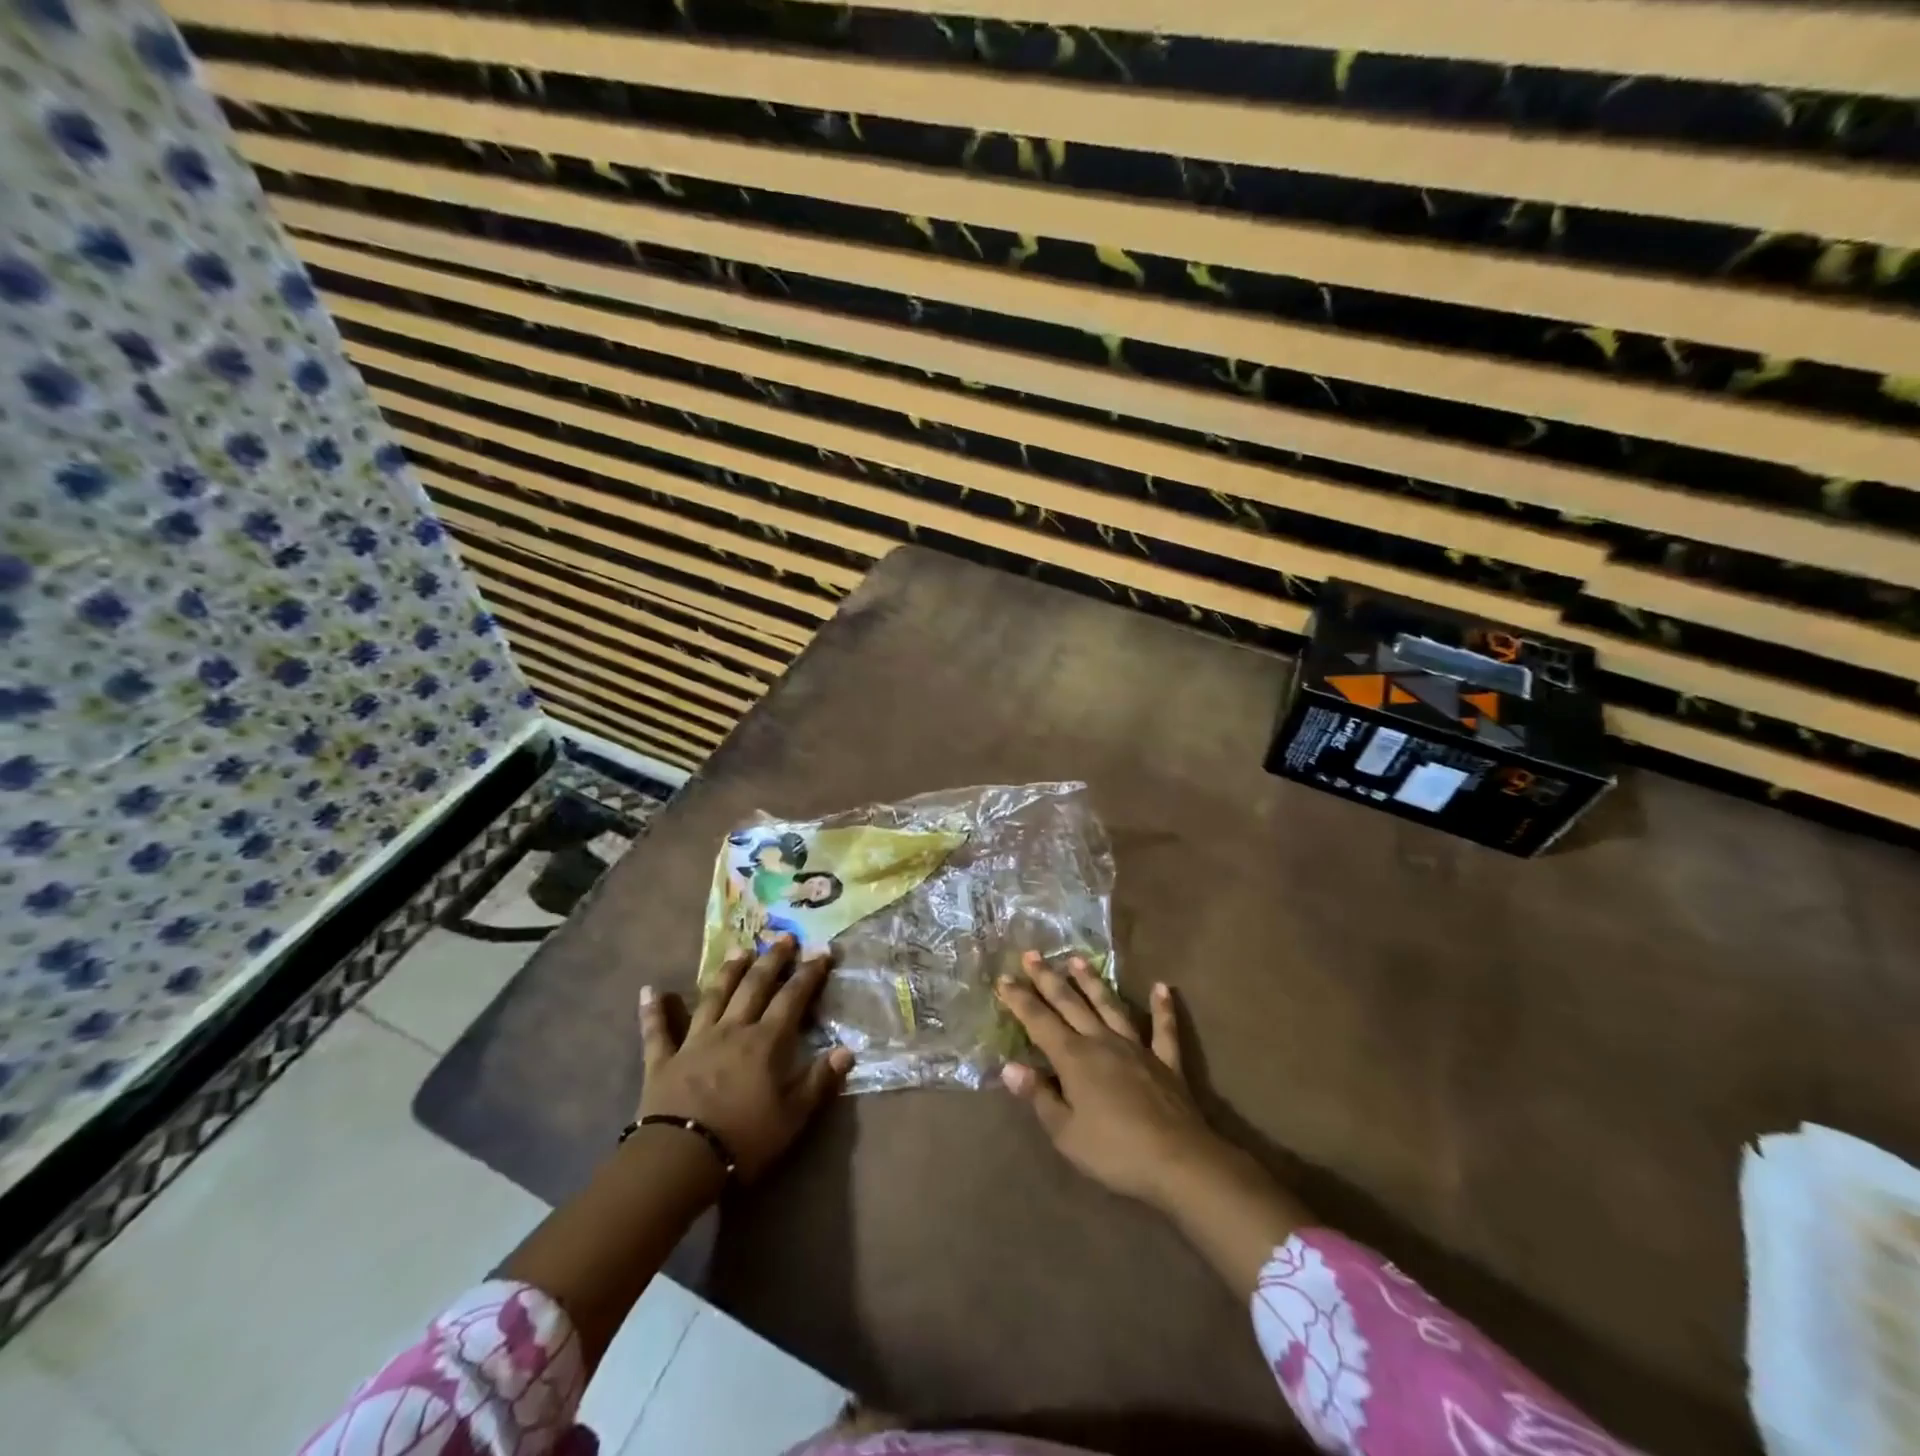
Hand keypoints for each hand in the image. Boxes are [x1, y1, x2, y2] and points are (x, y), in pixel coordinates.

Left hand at [637, 935, 852, 1182]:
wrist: (680, 1159)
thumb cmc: (744, 1139)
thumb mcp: (793, 1116)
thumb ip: (819, 1080)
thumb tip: (847, 1049)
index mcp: (765, 1042)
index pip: (792, 998)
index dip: (809, 974)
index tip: (822, 952)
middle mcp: (732, 1029)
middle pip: (754, 986)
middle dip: (772, 960)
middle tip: (785, 938)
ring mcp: (695, 1041)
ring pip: (713, 997)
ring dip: (727, 972)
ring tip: (740, 950)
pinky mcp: (663, 1060)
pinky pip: (657, 1031)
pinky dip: (653, 1011)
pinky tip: (649, 990)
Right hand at [995, 950, 1231, 1209]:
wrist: (1177, 1161)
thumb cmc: (1114, 1151)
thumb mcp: (1065, 1133)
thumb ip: (1039, 1096)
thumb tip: (1010, 1067)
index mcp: (1074, 1058)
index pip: (1039, 1022)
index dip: (1020, 1000)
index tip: (1003, 978)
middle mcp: (1102, 1042)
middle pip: (1070, 1004)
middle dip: (1048, 979)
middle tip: (1032, 954)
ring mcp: (1136, 1048)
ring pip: (1110, 1006)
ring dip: (1093, 982)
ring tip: (1077, 959)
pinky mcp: (1166, 1062)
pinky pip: (1163, 1030)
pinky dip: (1163, 1008)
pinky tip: (1162, 987)